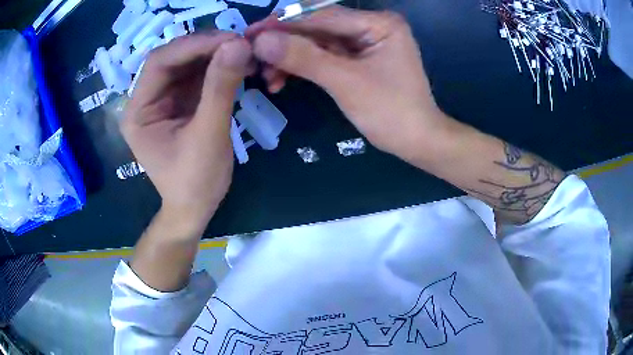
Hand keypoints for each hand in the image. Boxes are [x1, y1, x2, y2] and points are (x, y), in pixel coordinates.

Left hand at [121, 31, 252, 235]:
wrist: (196, 208)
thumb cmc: (195, 182)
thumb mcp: (208, 136)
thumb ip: (220, 89)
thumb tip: (239, 45)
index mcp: (138, 111)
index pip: (159, 63)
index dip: (193, 45)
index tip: (231, 40)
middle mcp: (146, 99)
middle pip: (173, 59)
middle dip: (207, 48)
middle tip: (242, 43)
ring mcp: (164, 99)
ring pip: (188, 63)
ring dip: (216, 55)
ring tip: (246, 52)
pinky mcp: (181, 102)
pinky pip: (199, 76)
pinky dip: (220, 67)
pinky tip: (240, 64)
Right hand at [247, 7, 447, 160]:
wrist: (417, 142)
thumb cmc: (391, 112)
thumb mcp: (345, 82)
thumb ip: (304, 57)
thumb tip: (261, 40)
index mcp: (378, 23)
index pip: (321, 16)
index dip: (283, 24)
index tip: (250, 33)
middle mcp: (371, 26)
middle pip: (317, 27)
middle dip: (284, 43)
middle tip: (253, 57)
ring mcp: (365, 42)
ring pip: (317, 43)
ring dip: (290, 58)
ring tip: (266, 77)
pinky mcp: (358, 59)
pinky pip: (324, 56)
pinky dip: (303, 67)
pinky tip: (282, 80)